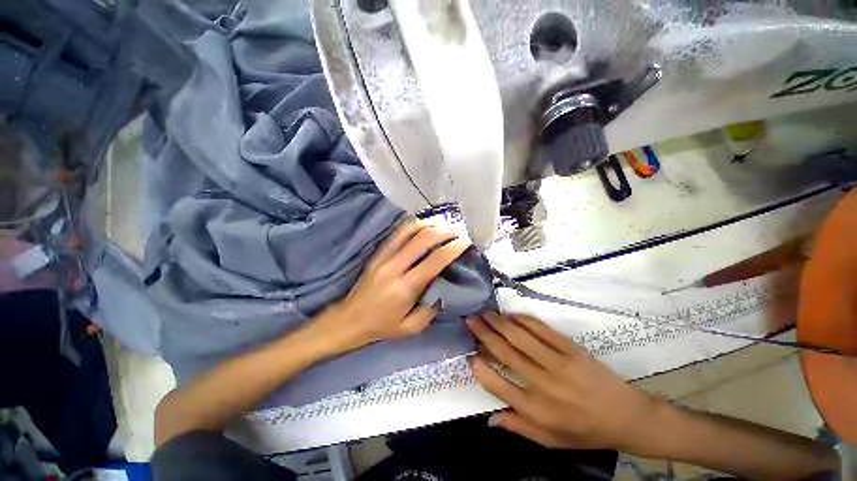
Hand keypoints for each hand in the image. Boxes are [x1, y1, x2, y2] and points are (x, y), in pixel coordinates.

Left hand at [317, 220, 471, 352]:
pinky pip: (398, 232)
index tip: (466, 242)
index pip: (435, 260)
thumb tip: (446, 288)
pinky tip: (425, 226)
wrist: (349, 319)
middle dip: (445, 231)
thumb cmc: (382, 325)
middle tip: (459, 230)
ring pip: (409, 229)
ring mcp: (384, 256)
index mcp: (406, 287)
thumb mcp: (412, 327)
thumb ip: (432, 309)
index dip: (454, 247)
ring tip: (444, 225)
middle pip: (424, 238)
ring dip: (430, 224)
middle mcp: (395, 266)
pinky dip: (414, 225)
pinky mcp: (378, 252)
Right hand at [467, 312, 665, 450]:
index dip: (480, 368)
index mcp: (537, 411)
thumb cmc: (585, 431)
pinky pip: (542, 330)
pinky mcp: (571, 349)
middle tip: (469, 319)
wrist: (627, 417)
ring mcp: (559, 363)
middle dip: (484, 333)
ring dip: (499, 322)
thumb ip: (518, 428)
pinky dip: (523, 319)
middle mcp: (544, 385)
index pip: (498, 386)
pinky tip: (511, 314)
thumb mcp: (551, 441)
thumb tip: (489, 419)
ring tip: (483, 312)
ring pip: (520, 337)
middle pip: (506, 353)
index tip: (469, 353)